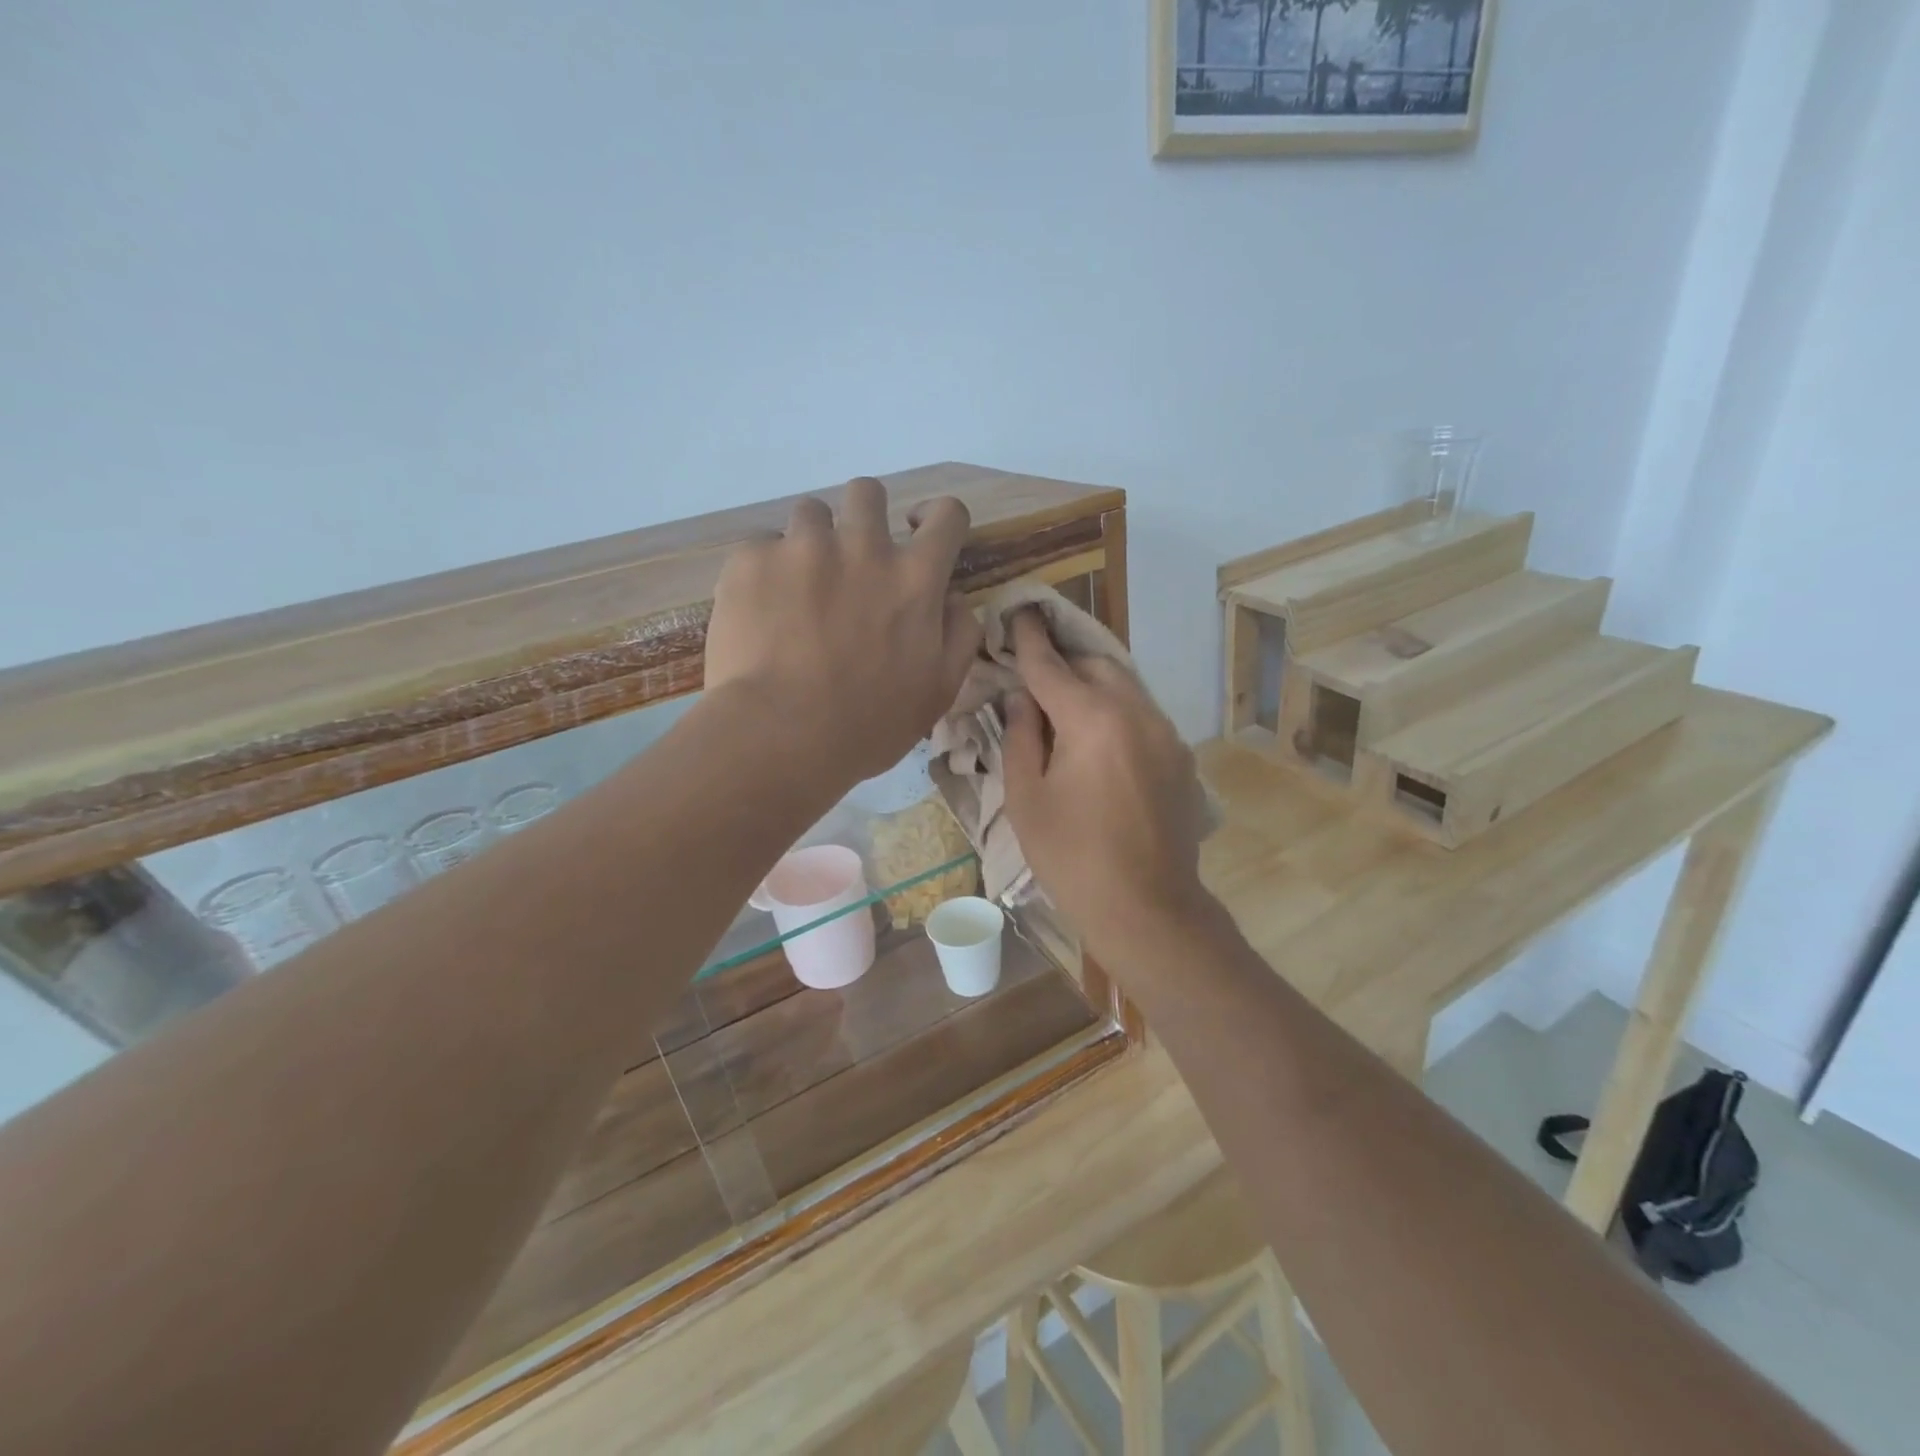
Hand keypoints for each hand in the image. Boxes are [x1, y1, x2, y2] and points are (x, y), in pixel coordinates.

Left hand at [705, 477, 982, 784]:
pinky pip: (761, 548)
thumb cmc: (869, 724)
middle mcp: (863, 546)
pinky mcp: (751, 559)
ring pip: (810, 513)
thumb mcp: (938, 691)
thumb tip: (953, 596)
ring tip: (796, 590)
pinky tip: (759, 614)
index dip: (937, 519)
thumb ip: (958, 634)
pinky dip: (765, 573)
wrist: (782, 736)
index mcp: (915, 578)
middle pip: (868, 492)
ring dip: (810, 543)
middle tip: (849, 562)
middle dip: (863, 516)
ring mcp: (803, 547)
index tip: (918, 534)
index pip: (946, 514)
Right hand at [1001, 612, 1211, 957]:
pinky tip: (1097, 744)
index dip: (1028, 637)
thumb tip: (1020, 698)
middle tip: (1034, 677)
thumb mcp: (1026, 799)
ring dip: (1092, 684)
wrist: (1147, 907)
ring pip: (1124, 684)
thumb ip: (1019, 737)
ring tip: (1063, 708)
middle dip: (1063, 661)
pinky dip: (1115, 710)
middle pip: (1095, 664)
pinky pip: (1142, 713)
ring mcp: (1165, 732)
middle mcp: (1136, 711)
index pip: (1050, 664)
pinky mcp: (1180, 755)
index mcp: (1092, 719)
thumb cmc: (1072, 857)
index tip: (1019, 612)